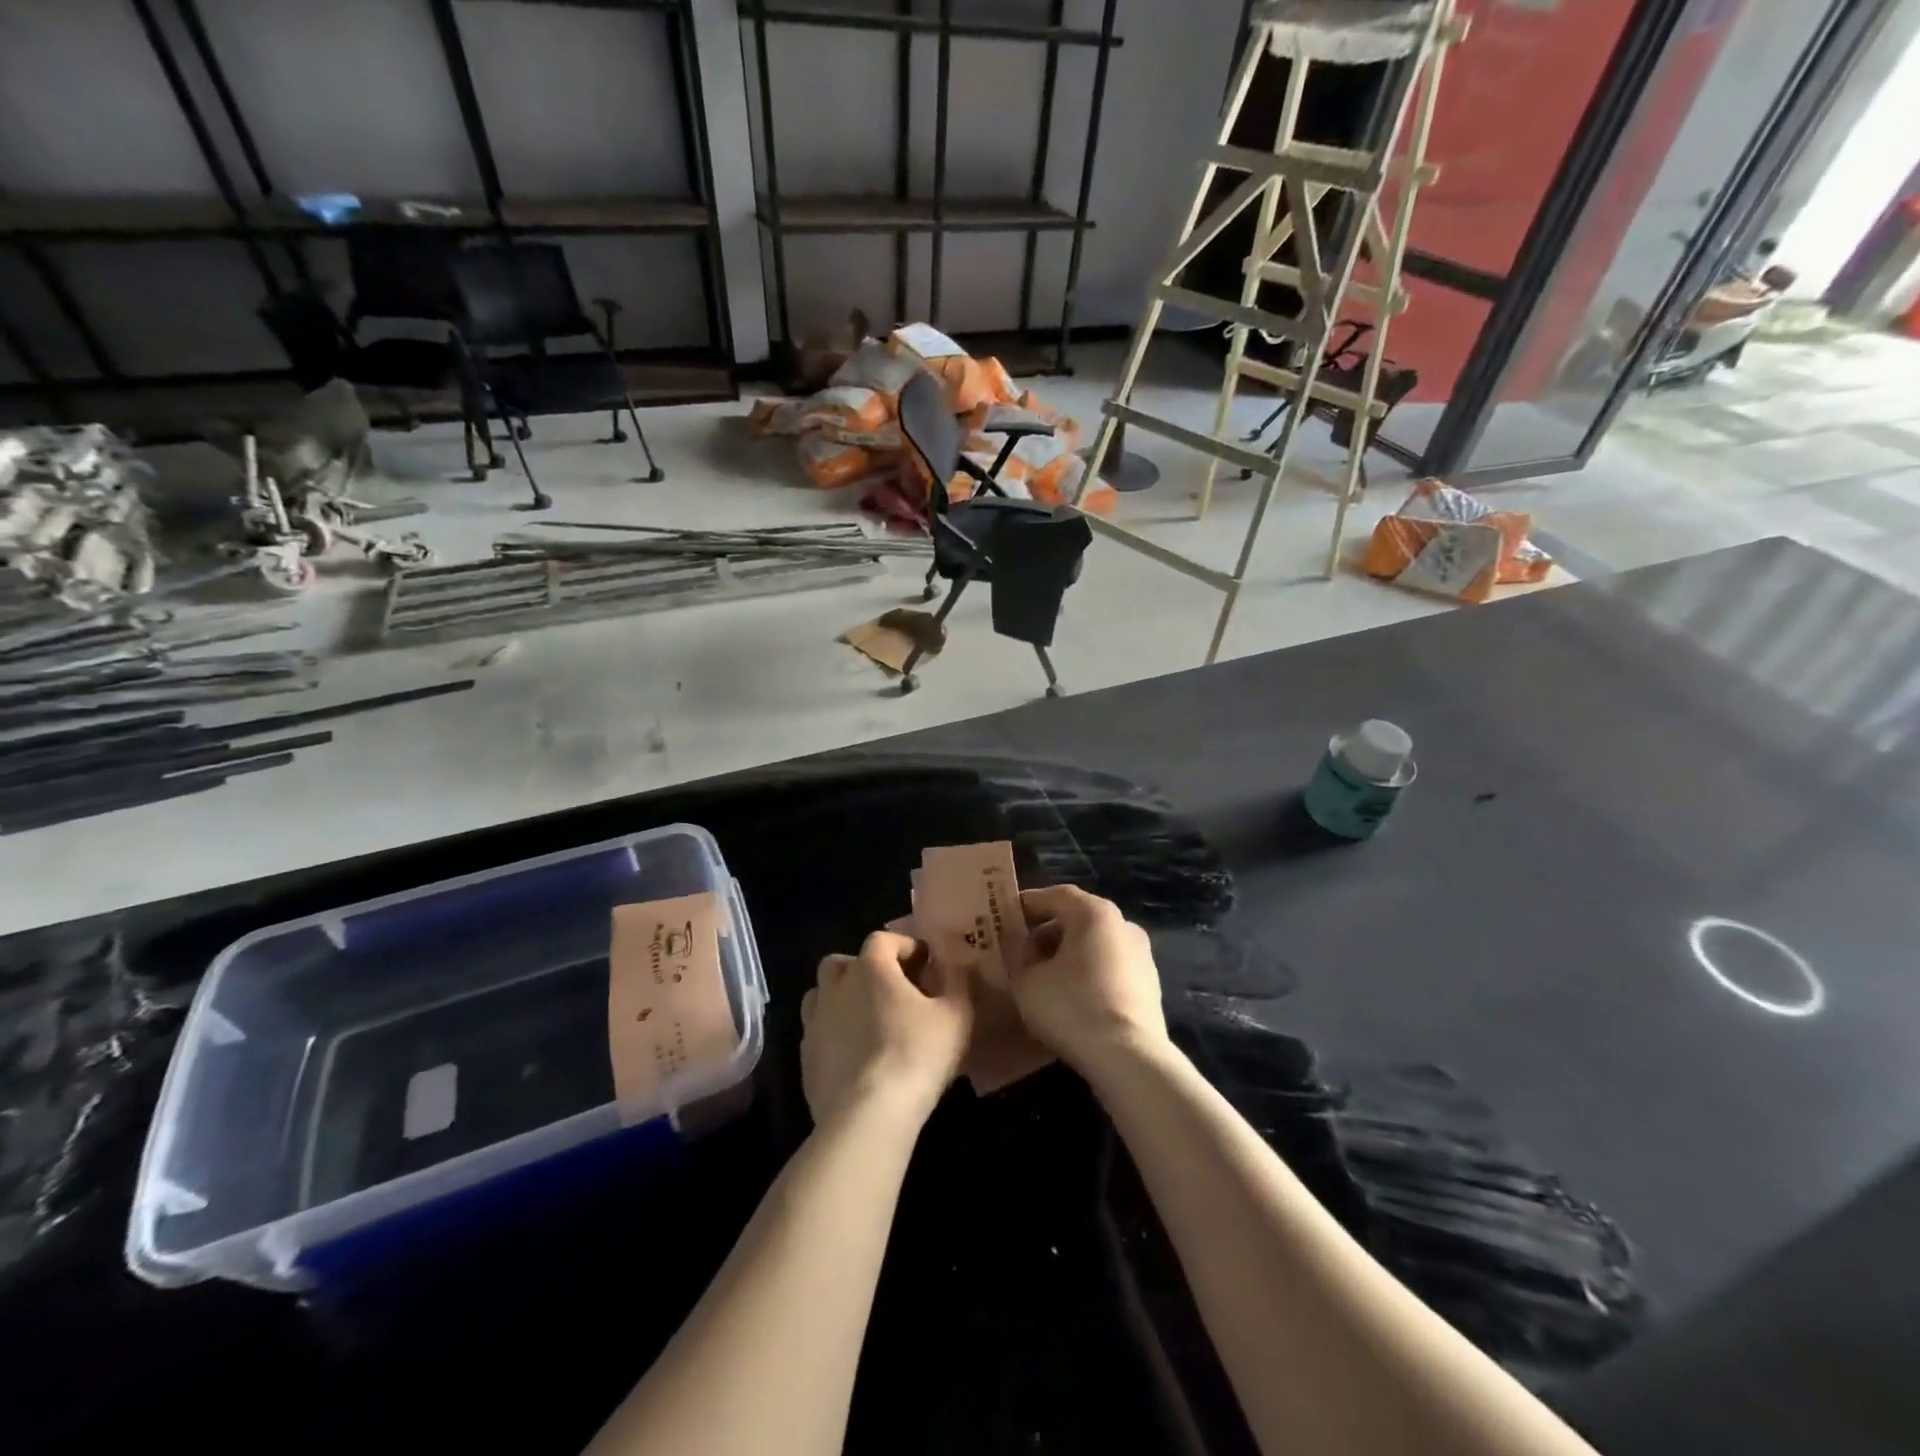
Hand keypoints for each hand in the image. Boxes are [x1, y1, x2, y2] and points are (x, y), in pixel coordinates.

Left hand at [801, 931, 972, 1128]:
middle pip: (843, 963)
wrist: (867, 1115)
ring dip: (843, 998)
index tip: (926, 962)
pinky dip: (835, 1033)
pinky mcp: (806, 1058)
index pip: (883, 939)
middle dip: (866, 969)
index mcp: (870, 968)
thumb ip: (959, 981)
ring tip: (869, 1020)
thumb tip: (958, 963)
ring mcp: (815, 1023)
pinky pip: (818, 1032)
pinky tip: (856, 1055)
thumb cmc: (916, 1055)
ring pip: (822, 995)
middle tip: (892, 990)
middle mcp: (836, 987)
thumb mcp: (956, 1015)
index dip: (905, 946)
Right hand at [1010, 886, 1168, 1073]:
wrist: (1128, 1059)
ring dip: (1067, 955)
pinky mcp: (1150, 985)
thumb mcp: (1026, 981)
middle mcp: (1123, 925)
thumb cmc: (1071, 1008)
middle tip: (1020, 953)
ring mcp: (1141, 955)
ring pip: (1094, 945)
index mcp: (1094, 913)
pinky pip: (1109, 968)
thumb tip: (1016, 944)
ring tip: (1043, 980)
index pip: (1055, 895)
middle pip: (1077, 918)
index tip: (1005, 917)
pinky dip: (1088, 974)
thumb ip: (1016, 954)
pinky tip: (1070, 999)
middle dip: (1046, 933)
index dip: (1027, 904)